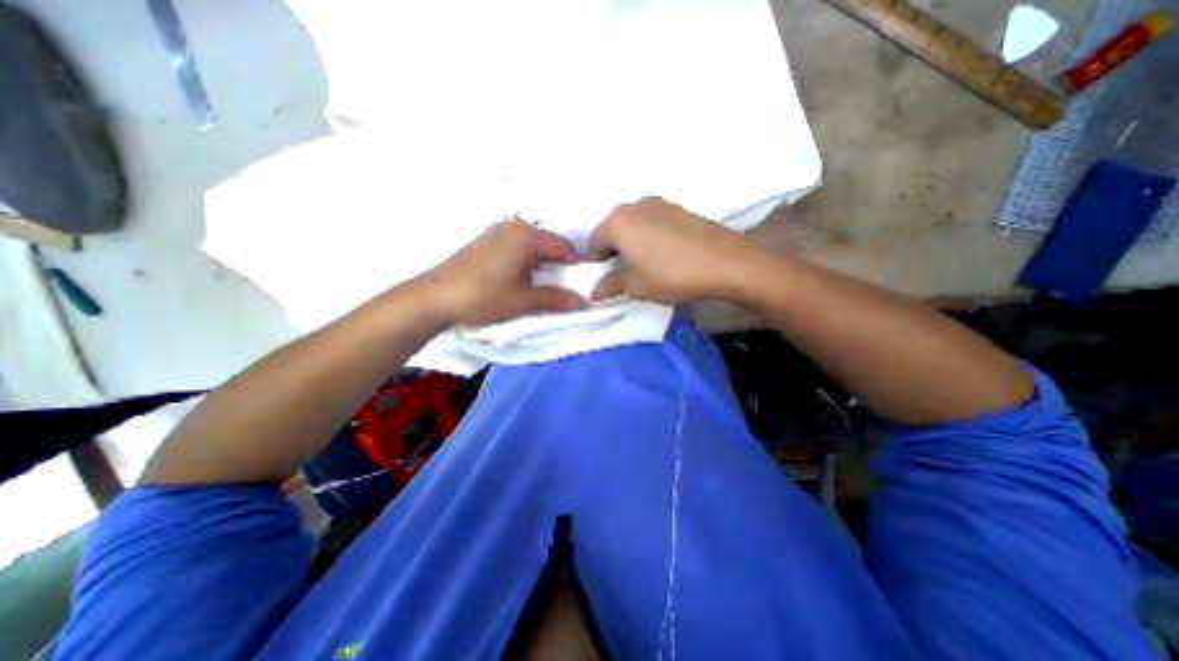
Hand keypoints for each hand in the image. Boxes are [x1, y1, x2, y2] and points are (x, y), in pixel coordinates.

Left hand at [414, 220, 589, 324]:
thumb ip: (557, 299)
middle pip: (548, 246)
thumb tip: (584, 302)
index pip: (564, 247)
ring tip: (536, 290)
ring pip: (532, 249)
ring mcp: (497, 233)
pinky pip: (516, 250)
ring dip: (541, 268)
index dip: (575, 268)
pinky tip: (516, 283)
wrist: (434, 298)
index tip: (577, 288)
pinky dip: (525, 265)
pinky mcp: (486, 243)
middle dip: (558, 269)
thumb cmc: (484, 296)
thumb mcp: (524, 300)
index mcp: (526, 235)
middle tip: (558, 292)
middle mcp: (513, 227)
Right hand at [591, 195, 765, 303]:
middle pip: (613, 229)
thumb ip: (611, 286)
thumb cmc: (671, 275)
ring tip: (647, 264)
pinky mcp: (678, 208)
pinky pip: (653, 222)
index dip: (596, 263)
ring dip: (633, 242)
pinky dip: (650, 236)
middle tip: (625, 272)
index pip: (594, 242)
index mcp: (617, 222)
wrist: (724, 261)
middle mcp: (634, 206)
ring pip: (634, 225)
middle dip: (614, 251)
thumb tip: (595, 291)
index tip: (606, 278)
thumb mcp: (636, 286)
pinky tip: (665, 254)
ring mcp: (659, 204)